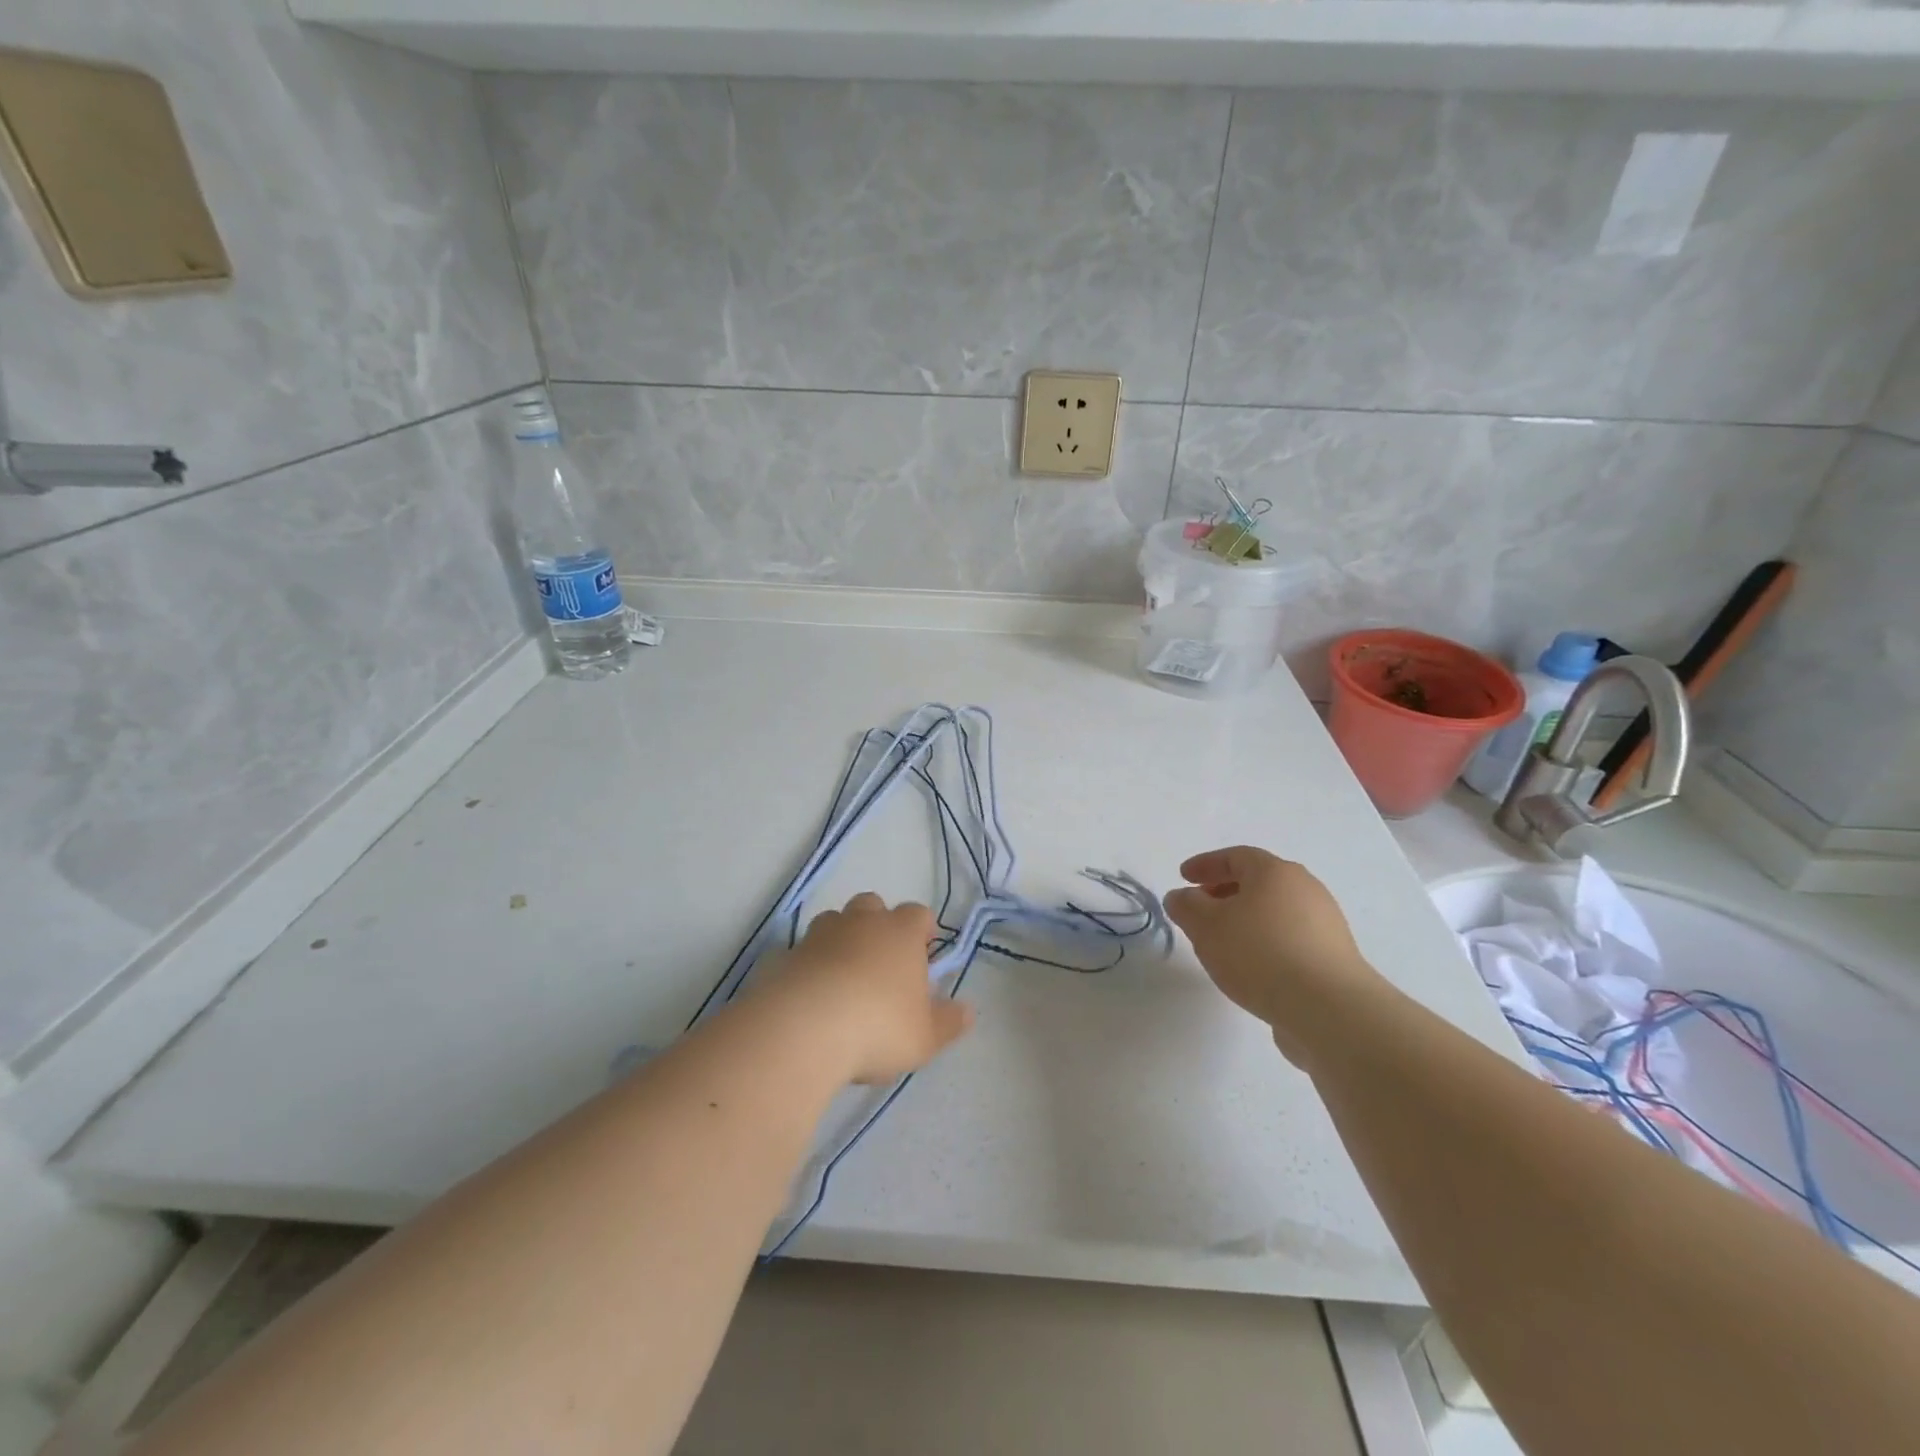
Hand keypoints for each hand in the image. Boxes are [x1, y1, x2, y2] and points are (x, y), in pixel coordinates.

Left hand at [760, 893, 974, 1084]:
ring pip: (835, 921)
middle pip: (873, 906)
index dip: (922, 931)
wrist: (804, 1028)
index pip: (918, 914)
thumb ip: (948, 1022)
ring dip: (842, 940)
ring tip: (844, 978)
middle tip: (882, 963)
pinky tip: (812, 995)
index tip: (923, 955)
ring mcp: (820, 934)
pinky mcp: (786, 954)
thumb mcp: (925, 1036)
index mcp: (901, 932)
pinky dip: (810, 965)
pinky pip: (804, 951)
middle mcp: (862, 921)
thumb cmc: (879, 1026)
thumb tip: (967, 1010)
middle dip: (878, 926)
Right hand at [1163, 846, 1380, 1063]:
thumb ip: (1186, 906)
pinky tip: (1252, 968)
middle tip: (1201, 908)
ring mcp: (1325, 924)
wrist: (1329, 1009)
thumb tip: (1181, 897)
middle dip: (1226, 891)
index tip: (1183, 877)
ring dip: (1246, 920)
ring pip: (1275, 912)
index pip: (1236, 856)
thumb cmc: (1260, 953)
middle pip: (1259, 882)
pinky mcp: (1334, 958)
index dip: (1206, 864)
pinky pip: (1291, 939)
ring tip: (1222, 943)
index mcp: (1275, 872)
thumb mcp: (1206, 926)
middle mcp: (1306, 889)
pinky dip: (1266, 943)